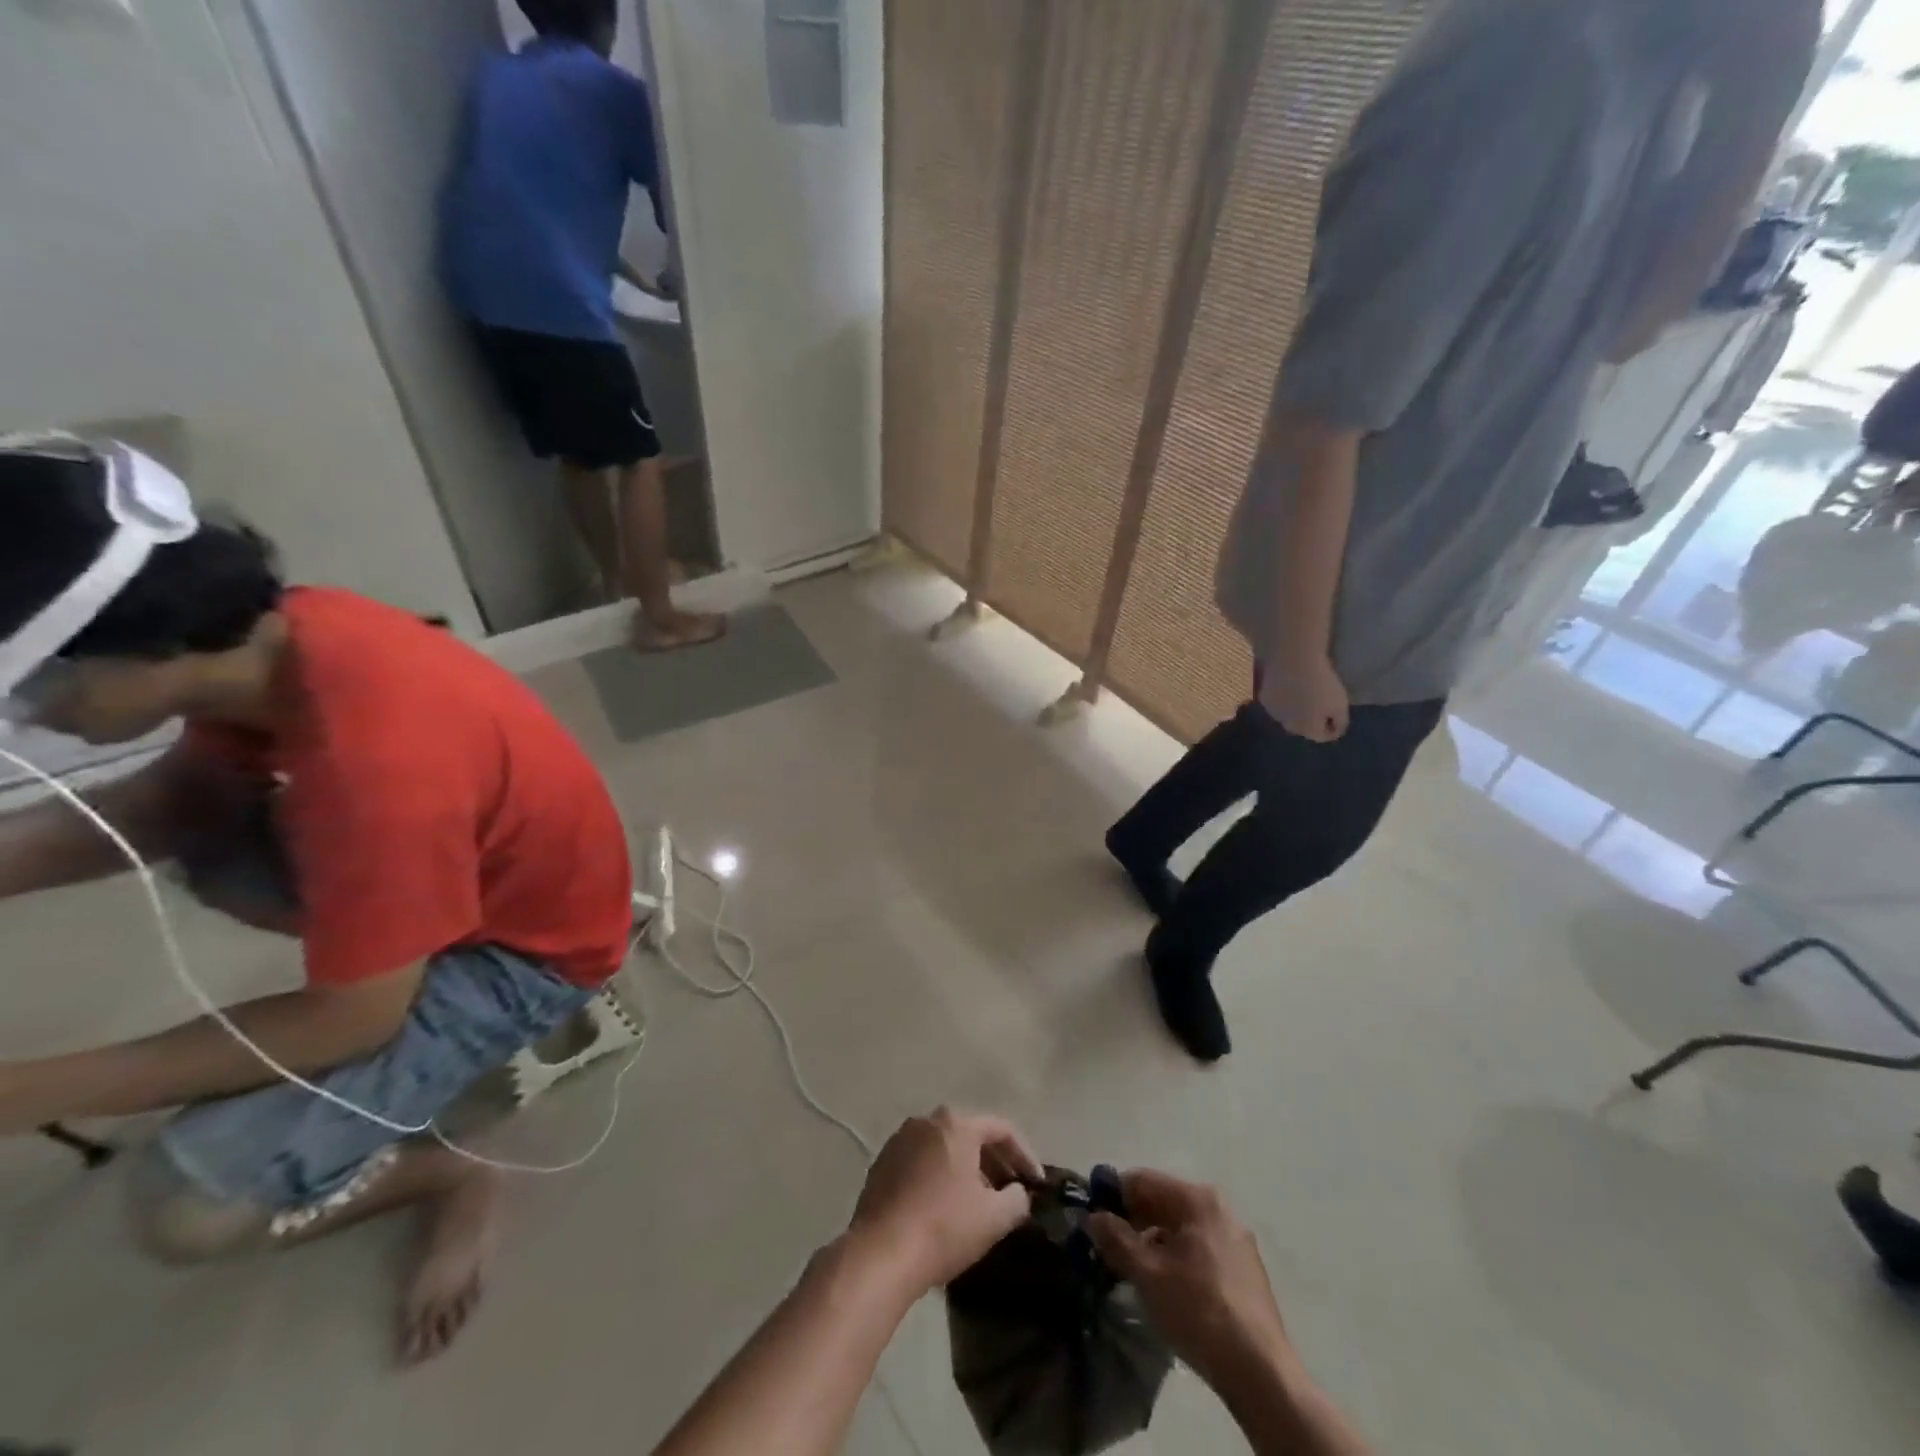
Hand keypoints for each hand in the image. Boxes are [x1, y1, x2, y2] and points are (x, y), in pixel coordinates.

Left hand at [849, 1108, 1040, 1293]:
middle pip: (971, 1134)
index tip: (1037, 1183)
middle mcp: (926, 1121)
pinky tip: (944, 1207)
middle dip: (994, 1162)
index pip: (1002, 1129)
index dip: (1024, 1155)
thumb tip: (1018, 1193)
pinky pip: (921, 1162)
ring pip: (944, 1148)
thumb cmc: (943, 1227)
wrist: (880, 1254)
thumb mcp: (994, 1218)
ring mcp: (900, 1140)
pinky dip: (939, 1176)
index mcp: (956, 1124)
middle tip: (1010, 1191)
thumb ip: (1017, 1199)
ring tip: (979, 1201)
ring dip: (966, 1169)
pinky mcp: (881, 1163)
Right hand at [1087, 1170, 1293, 1392]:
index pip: (1143, 1180)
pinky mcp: (1244, 1269)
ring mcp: (1235, 1239)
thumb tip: (1092, 1217)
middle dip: (1133, 1220)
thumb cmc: (1199, 1311)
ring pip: (1181, 1227)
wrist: (1261, 1373)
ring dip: (1153, 1241)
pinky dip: (1176, 1256)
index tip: (1092, 1218)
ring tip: (1132, 1269)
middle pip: (1164, 1201)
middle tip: (1107, 1246)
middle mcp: (1220, 1209)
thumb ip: (1116, 1239)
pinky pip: (1199, 1248)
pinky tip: (1165, 1285)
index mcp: (1198, 1199)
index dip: (1113, 1195)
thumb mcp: (1148, 1274)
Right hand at [1258, 656, 1348, 742]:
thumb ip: (1340, 723)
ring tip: (1303, 694)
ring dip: (1296, 710)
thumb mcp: (1341, 704)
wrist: (1294, 662)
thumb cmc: (1322, 683)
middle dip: (1312, 720)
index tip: (1337, 713)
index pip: (1323, 736)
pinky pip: (1277, 703)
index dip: (1333, 726)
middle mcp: (1289, 727)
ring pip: (1288, 716)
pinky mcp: (1264, 699)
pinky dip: (1283, 699)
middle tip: (1320, 703)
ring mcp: (1274, 713)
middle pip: (1304, 728)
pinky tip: (1288, 687)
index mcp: (1309, 731)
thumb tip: (1335, 732)